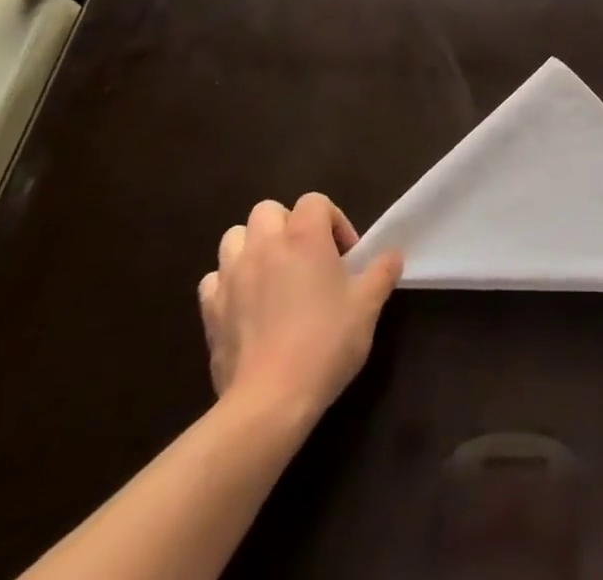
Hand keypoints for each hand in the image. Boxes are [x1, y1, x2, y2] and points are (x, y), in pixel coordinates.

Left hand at [198, 194, 402, 418]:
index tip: (345, 257)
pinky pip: (214, 279)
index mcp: (304, 236)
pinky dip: (228, 283)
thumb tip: (393, 255)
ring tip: (271, 276)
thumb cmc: (325, 344)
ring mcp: (232, 275)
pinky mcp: (210, 309)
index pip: (315, 202)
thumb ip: (382, 273)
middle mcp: (264, 244)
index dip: (333, 221)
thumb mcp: (367, 307)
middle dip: (287, 226)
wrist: (269, 401)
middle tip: (306, 259)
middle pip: (269, 210)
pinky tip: (244, 305)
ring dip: (253, 247)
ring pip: (235, 236)